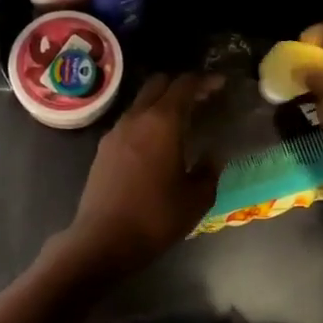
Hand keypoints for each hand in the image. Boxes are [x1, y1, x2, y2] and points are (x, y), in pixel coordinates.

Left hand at [59, 73, 220, 273]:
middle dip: (181, 85)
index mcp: (163, 122)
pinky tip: (156, 145)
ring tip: (181, 123)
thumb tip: (212, 157)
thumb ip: (209, 172)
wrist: (102, 241)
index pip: (185, 84)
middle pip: (158, 84)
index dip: (205, 80)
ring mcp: (115, 132)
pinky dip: (146, 122)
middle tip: (201, 99)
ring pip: (141, 102)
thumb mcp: (196, 199)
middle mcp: (136, 118)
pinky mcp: (102, 149)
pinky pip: (129, 122)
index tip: (220, 85)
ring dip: (161, 103)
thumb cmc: (155, 218)